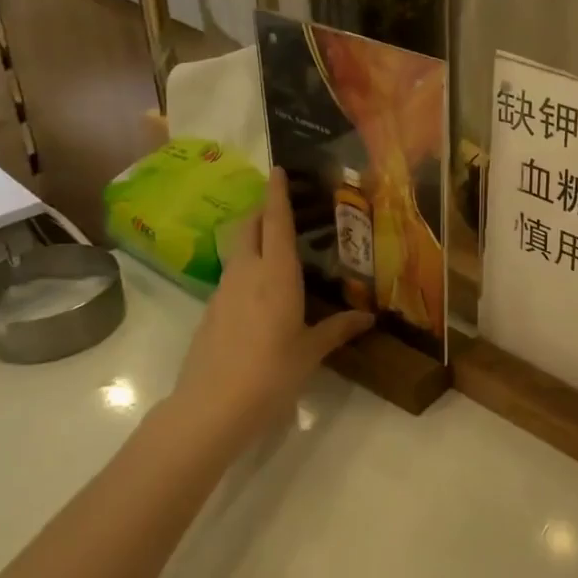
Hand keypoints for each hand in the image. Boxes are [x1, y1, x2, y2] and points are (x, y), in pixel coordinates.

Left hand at [162, 167, 371, 455]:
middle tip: (283, 207)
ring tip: (277, 248)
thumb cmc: (271, 372)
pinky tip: (261, 292)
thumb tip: (368, 318)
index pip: (275, 221)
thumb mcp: (310, 351)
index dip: (277, 193)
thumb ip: (337, 329)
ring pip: (237, 250)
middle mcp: (246, 272)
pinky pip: (231, 276)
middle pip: (248, 227)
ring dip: (253, 239)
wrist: (211, 407)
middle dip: (262, 210)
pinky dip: (246, 269)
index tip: (278, 169)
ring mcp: (223, 291)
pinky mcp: (210, 311)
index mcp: (276, 274)